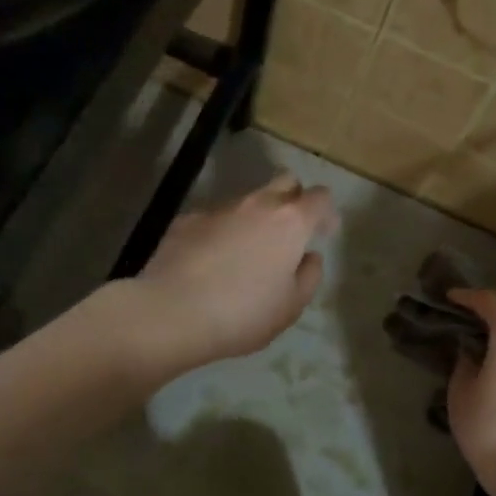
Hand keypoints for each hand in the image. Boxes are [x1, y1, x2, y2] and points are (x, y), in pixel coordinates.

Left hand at [127, 173, 337, 374]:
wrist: (170, 311)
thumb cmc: (242, 314)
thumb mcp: (290, 307)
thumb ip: (309, 277)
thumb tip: (309, 257)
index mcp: (290, 222)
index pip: (319, 197)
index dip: (326, 212)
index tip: (324, 232)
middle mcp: (257, 204)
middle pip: (285, 182)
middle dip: (294, 199)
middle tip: (290, 233)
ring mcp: (219, 208)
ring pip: (247, 201)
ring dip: (255, 218)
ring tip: (247, 253)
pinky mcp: (186, 220)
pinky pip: (215, 219)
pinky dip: (221, 233)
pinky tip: (211, 262)